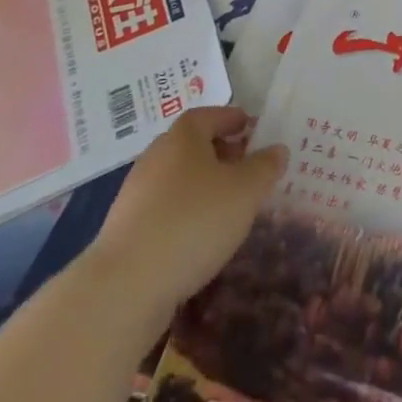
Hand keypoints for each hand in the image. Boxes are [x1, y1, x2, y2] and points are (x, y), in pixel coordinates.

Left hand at [85, 106, 285, 319]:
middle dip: (219, 152)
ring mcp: (135, 195)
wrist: (125, 286)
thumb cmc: (195, 221)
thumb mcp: (246, 190)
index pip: (208, 115)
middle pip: (191, 145)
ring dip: (202, 185)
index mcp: (182, 138)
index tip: (251, 128)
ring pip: (177, 179)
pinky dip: (184, 212)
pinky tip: (200, 235)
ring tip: (228, 205)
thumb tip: (276, 150)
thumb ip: (265, 166)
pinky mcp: (125, 230)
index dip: (231, 118)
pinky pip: (163, 209)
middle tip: (246, 166)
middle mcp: (155, 158)